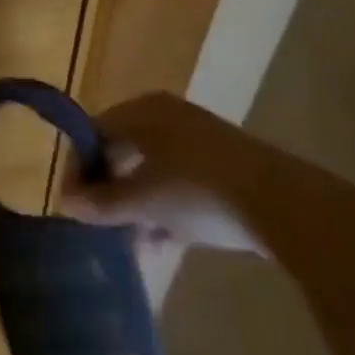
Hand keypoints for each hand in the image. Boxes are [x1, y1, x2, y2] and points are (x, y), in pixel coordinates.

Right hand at [61, 92, 272, 259]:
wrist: (287, 207)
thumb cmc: (200, 191)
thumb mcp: (145, 200)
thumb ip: (104, 203)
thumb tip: (68, 204)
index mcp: (142, 110)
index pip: (94, 132)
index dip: (79, 169)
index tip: (73, 207)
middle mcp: (166, 116)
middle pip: (123, 151)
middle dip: (109, 190)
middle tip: (100, 225)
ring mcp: (198, 140)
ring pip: (151, 171)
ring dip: (137, 205)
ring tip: (133, 243)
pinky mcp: (223, 167)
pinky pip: (179, 182)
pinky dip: (166, 208)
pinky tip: (163, 243)